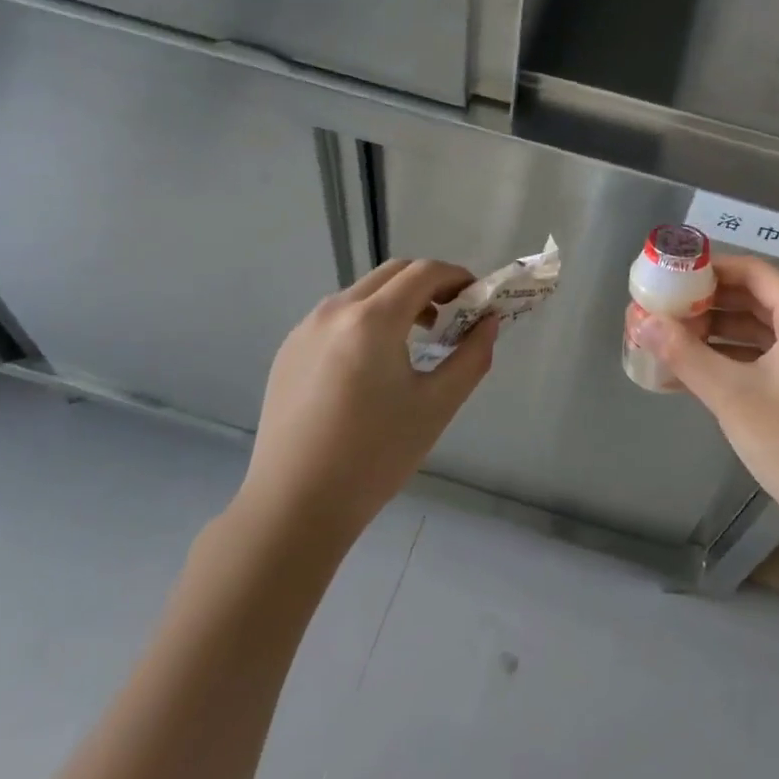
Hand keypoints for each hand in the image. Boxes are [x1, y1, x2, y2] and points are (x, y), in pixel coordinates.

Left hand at [235, 259, 497, 545]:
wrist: (294, 506)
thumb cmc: (375, 456)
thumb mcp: (437, 406)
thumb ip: (472, 356)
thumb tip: (489, 321)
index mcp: (372, 320)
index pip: (424, 272)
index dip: (456, 277)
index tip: (476, 298)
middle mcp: (335, 311)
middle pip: (393, 273)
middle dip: (429, 284)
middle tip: (452, 315)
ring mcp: (306, 328)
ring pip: (363, 293)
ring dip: (397, 301)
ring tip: (417, 339)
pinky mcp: (289, 350)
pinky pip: (338, 317)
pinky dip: (367, 320)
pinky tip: (374, 364)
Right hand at [630, 255, 778, 533]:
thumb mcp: (732, 395)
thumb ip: (684, 354)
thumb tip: (642, 321)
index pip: (755, 272)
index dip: (713, 268)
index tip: (674, 274)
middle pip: (753, 299)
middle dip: (707, 302)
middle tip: (665, 305)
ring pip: (754, 330)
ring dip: (713, 332)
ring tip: (669, 337)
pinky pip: (759, 358)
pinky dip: (727, 359)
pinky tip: (688, 372)